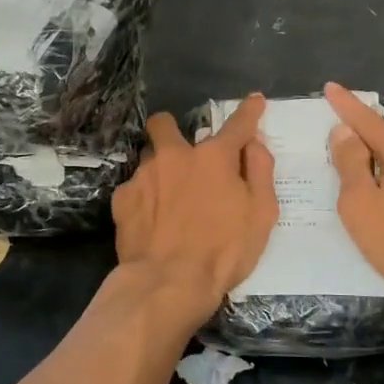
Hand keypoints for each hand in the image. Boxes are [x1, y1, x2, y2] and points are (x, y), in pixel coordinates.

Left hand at [111, 94, 277, 332]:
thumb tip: (254, 144)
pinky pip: (134, 188)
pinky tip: (150, 221)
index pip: (237, 124)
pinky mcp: (122, 199)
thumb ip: (260, 172)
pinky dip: (144, 198)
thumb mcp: (261, 214)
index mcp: (214, 157)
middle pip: (164, 123)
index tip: (254, 100)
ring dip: (159, 169)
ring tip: (167, 198)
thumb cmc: (224, 251)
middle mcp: (175, 155)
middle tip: (183, 154)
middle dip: (171, 129)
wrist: (168, 283)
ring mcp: (143, 175)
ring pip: (147, 157)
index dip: (249, 111)